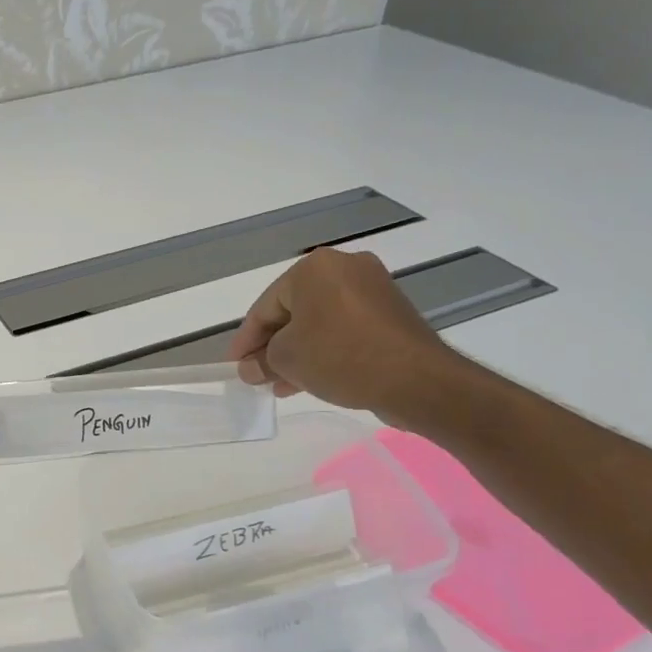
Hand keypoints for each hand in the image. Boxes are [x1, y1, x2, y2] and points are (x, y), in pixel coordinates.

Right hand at [226, 248, 465, 423]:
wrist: (416, 379)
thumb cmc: (340, 357)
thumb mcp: (286, 361)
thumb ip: (261, 361)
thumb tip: (250, 369)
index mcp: (313, 269)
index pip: (265, 306)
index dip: (246, 340)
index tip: (234, 365)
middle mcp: (344, 267)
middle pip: (292, 311)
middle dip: (272, 346)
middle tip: (257, 375)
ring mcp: (372, 288)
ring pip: (318, 322)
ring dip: (296, 352)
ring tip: (281, 384)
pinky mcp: (390, 312)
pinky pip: (343, 328)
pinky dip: (323, 349)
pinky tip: (309, 378)